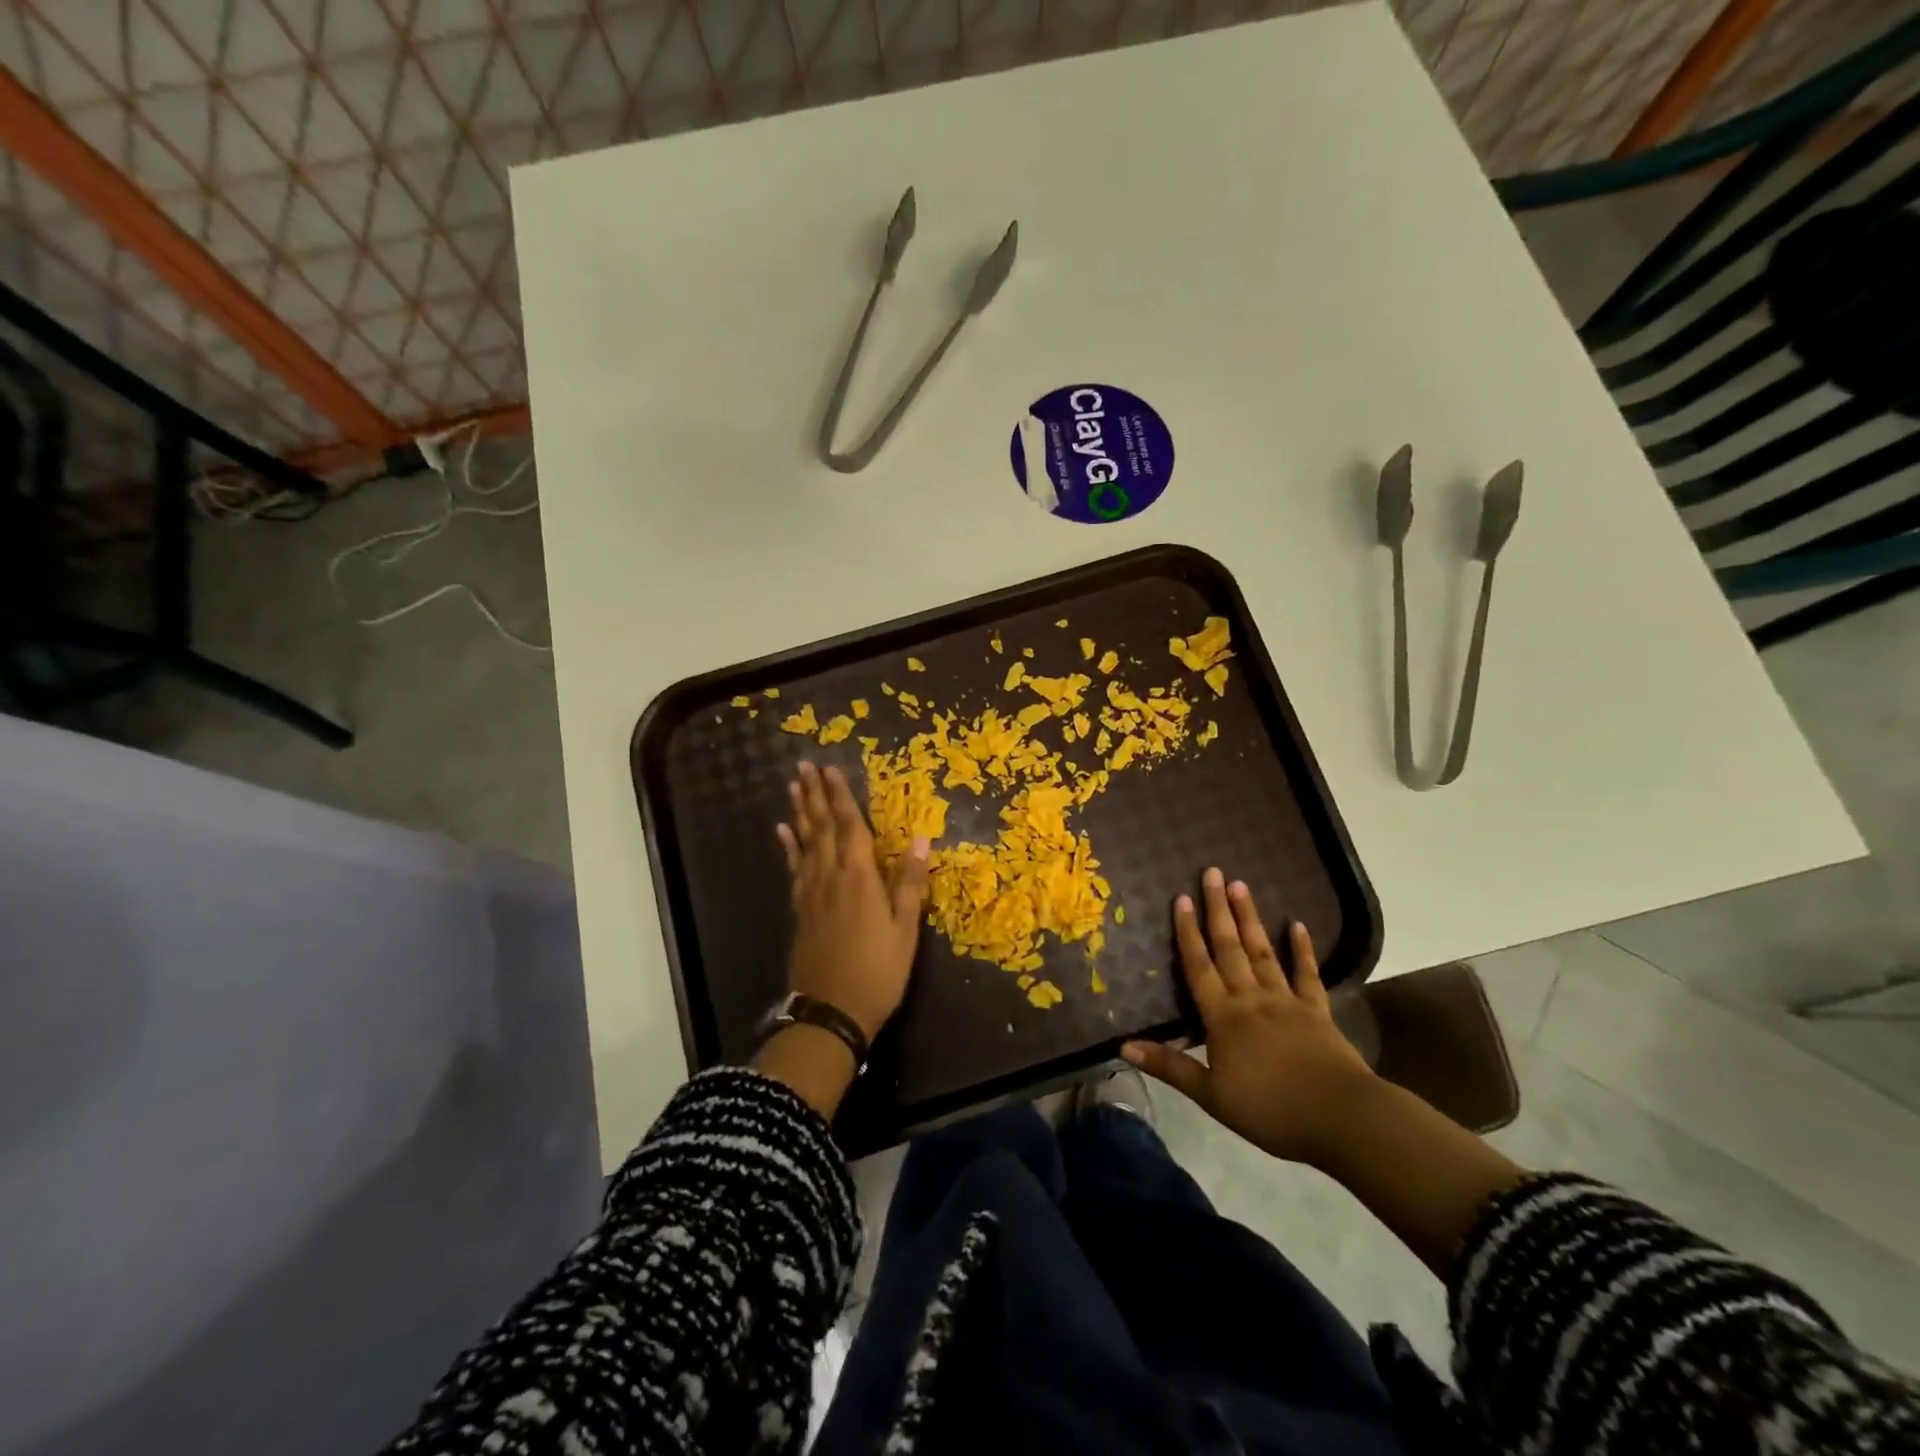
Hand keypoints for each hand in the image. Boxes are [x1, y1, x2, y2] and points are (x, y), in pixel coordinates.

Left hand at [776, 761, 930, 1040]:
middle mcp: (831, 877)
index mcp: (860, 877)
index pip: (850, 826)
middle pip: (821, 828)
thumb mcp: (905, 929)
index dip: (841, 796)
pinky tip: (783, 833)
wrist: (831, 1013)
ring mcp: (812, 893)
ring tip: (794, 788)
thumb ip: (910, 882)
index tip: (830, 768)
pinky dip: (789, 847)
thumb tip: (921, 838)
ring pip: (804, 843)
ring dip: (800, 813)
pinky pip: (794, 869)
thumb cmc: (878, 971)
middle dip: (815, 795)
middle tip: (804, 766)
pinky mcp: (801, 910)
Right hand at [1122, 867, 1375, 1167]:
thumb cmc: (1270, 1110)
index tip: (1180, 898)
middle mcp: (1251, 998)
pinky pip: (1306, 974)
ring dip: (1250, 918)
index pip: (1198, 966)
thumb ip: (1169, 1067)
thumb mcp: (1211, 1095)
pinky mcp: (1317, 1011)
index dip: (1187, 932)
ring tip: (1241, 885)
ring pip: (1263, 951)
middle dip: (1218, 909)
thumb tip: (1123, 1047)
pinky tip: (1297, 925)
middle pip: (1230, 947)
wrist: (1341, 1118)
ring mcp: (1286, 1000)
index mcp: (1223, 1016)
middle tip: (1212, 872)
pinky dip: (1302, 949)